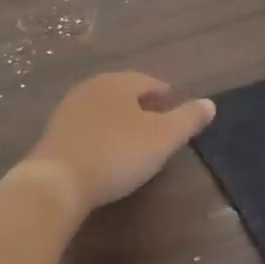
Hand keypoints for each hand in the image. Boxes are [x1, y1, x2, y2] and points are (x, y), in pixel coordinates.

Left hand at [25, 73, 215, 213]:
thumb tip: (210, 103)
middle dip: (141, 104)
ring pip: (103, 108)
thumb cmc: (116, 154)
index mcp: (118, 82)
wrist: (56, 182)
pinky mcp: (54, 133)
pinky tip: (105, 151)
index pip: (147, 81)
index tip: (174, 108)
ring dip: (119, 119)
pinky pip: (86, 126)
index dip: (164, 94)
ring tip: (133, 138)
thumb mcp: (162, 138)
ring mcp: (69, 109)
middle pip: (123, 92)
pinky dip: (101, 133)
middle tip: (157, 122)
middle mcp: (92, 87)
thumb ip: (187, 119)